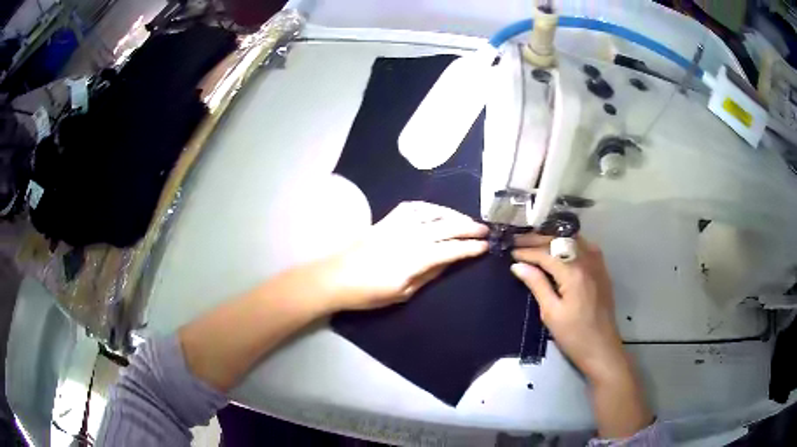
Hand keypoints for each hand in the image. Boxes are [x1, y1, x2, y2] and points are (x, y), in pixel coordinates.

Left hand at [317, 201, 488, 311]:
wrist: (335, 278)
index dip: (469, 248)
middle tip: (485, 230)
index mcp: (414, 259)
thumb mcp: (402, 293)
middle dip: (468, 228)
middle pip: (446, 227)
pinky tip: (437, 211)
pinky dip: (428, 207)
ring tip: (466, 219)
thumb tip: (447, 262)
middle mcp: (409, 237)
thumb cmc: (368, 293)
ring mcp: (397, 225)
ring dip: (452, 214)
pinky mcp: (386, 220)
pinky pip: (412, 207)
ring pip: (431, 213)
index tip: (485, 246)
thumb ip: (427, 275)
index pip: (450, 250)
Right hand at [510, 234, 624, 381]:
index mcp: (574, 272)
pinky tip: (561, 248)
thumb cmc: (574, 335)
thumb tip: (517, 266)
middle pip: (560, 241)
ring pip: (574, 239)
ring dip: (553, 238)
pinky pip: (585, 246)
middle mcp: (587, 261)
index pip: (545, 254)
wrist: (602, 349)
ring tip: (535, 240)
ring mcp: (597, 264)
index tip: (510, 252)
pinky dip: (569, 242)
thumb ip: (537, 284)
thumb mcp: (551, 313)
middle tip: (518, 240)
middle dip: (537, 239)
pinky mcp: (602, 270)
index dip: (526, 252)